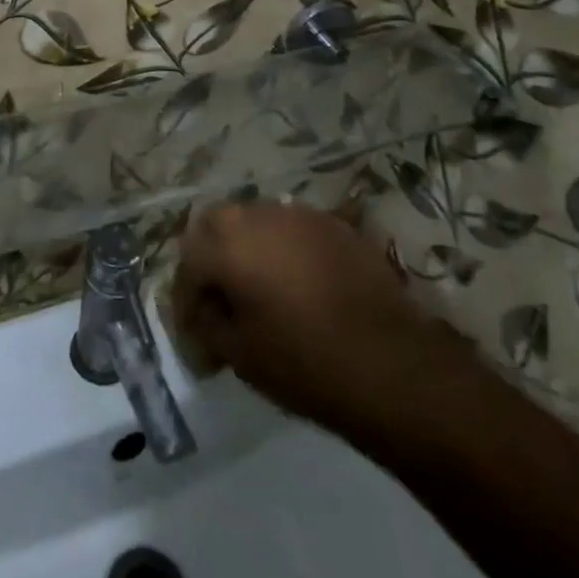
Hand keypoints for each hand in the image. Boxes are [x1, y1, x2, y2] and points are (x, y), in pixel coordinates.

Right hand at [171, 202, 474, 454]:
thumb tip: (204, 316)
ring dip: (247, 252)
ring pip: (256, 224)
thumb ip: (209, 325)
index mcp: (226, 240)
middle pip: (217, 228)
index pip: (188, 262)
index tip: (194, 336)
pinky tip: (296, 287)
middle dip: (210, 263)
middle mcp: (257, 213)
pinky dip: (283, 252)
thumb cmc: (305, 362)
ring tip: (257, 294)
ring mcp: (299, 213)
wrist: (393, 364)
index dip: (185, 301)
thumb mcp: (240, 355)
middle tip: (218, 306)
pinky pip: (293, 231)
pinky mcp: (335, 225)